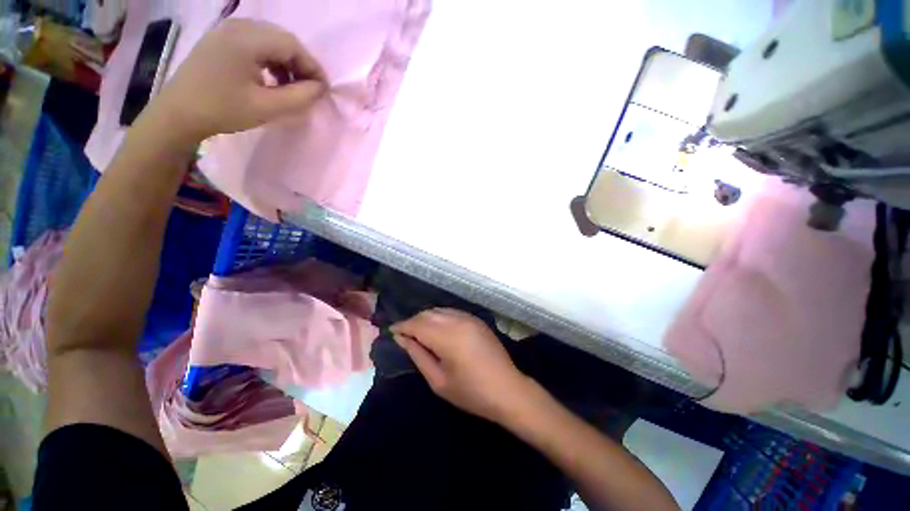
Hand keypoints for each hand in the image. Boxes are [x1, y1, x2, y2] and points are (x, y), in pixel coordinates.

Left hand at [151, 19, 326, 143]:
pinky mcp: (221, 39)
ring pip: (270, 41)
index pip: (292, 45)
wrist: (178, 113)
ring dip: (286, 63)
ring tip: (291, 87)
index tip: (324, 90)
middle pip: (282, 39)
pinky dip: (270, 60)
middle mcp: (238, 26)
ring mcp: (227, 30)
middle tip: (309, 90)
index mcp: (246, 39)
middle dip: (301, 65)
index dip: (313, 67)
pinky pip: (256, 43)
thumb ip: (299, 97)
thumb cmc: (222, 110)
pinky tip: (271, 79)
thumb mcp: (267, 108)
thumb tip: (320, 89)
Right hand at [391, 309, 534, 423]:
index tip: (392, 331)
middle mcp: (457, 321)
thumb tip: (403, 338)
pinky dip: (439, 317)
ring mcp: (469, 318)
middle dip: (413, 321)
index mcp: (447, 337)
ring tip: (418, 331)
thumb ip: (419, 355)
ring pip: (439, 311)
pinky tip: (437, 328)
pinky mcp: (476, 319)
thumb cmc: (471, 392)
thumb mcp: (438, 380)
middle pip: (427, 314)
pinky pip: (452, 312)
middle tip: (404, 334)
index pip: (417, 324)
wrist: (507, 389)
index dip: (402, 326)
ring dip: (425, 318)